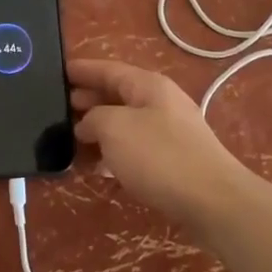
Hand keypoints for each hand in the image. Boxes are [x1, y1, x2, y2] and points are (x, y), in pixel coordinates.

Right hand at [69, 58, 254, 230]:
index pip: (109, 69)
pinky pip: (135, 150)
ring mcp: (169, 133)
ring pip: (124, 125)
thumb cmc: (160, 156)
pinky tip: (96, 168)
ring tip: (70, 144)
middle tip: (58, 111)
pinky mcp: (173, 162)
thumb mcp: (115, 128)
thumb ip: (93, 119)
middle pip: (117, 96)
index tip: (58, 72)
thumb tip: (87, 125)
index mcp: (148, 86)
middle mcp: (160, 103)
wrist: (213, 202)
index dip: (83, 70)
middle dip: (88, 102)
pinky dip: (113, 154)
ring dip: (98, 132)